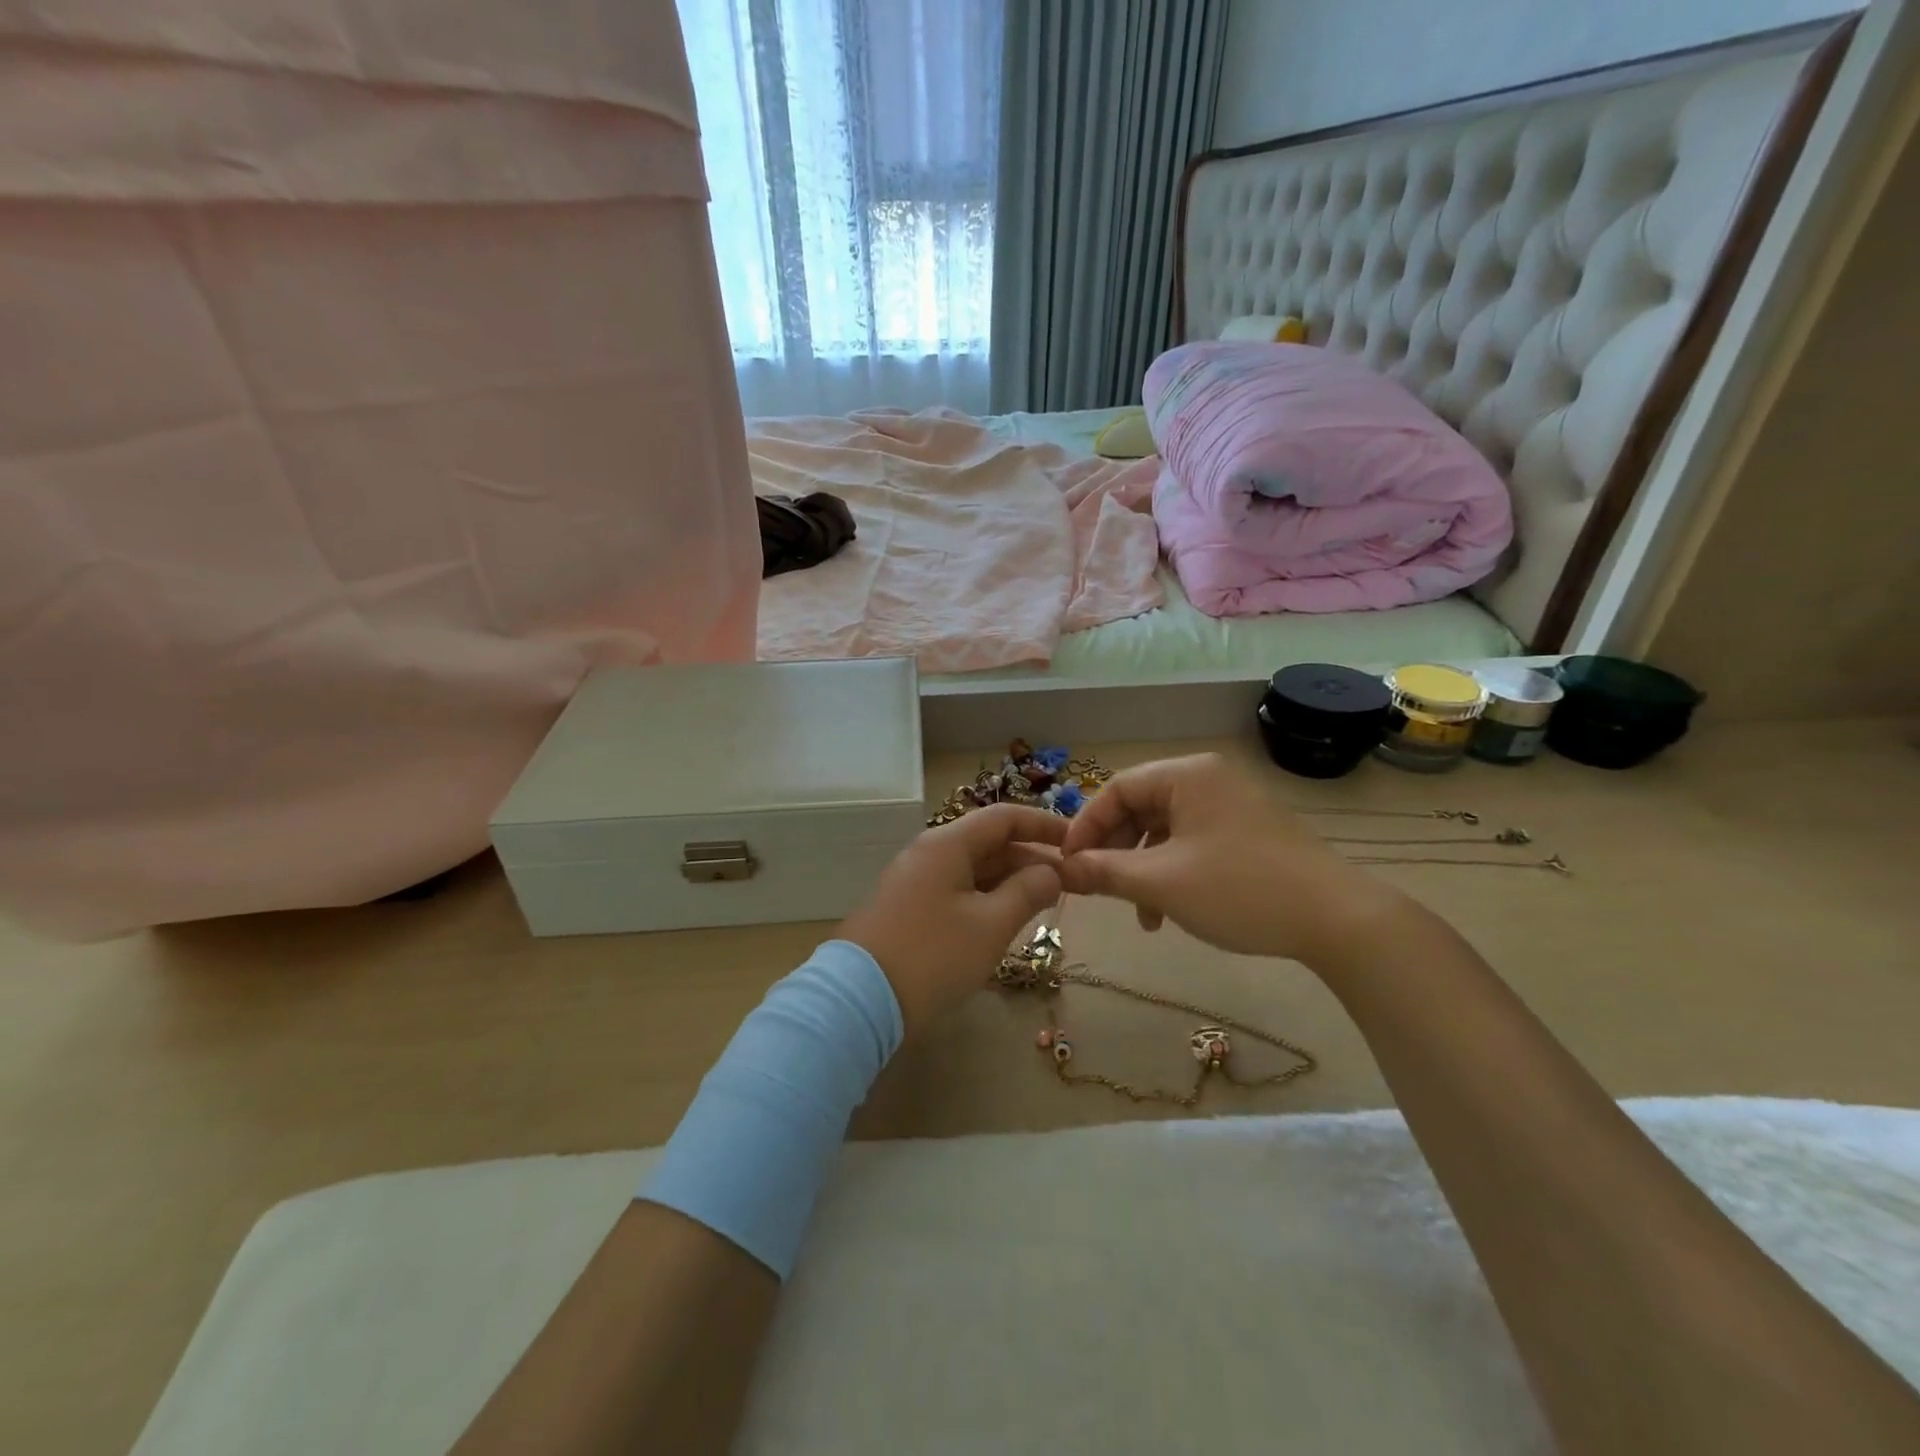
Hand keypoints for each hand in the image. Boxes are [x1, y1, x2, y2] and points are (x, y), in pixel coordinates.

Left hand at [839, 804, 1065, 1031]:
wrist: (858, 1000)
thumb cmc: (932, 955)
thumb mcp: (990, 925)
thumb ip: (1027, 891)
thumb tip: (1052, 871)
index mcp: (947, 844)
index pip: (1003, 817)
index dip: (1043, 825)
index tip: (1078, 842)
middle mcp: (928, 853)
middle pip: (988, 842)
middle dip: (1030, 858)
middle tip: (1070, 881)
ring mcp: (913, 882)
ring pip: (972, 869)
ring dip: (1010, 881)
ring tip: (1045, 901)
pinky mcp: (906, 910)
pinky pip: (956, 891)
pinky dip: (986, 898)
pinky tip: (1005, 920)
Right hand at [1058, 753, 1402, 964]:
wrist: (1337, 919)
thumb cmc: (1239, 889)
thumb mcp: (1161, 882)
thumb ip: (1105, 871)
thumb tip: (1062, 869)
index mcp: (1187, 775)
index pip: (1117, 788)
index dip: (1086, 826)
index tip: (1069, 863)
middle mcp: (1209, 779)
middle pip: (1141, 806)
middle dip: (1115, 850)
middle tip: (1097, 886)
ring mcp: (1233, 805)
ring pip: (1166, 829)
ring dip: (1143, 867)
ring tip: (1139, 913)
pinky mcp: (1250, 832)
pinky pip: (1194, 842)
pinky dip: (1173, 871)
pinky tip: (1170, 910)